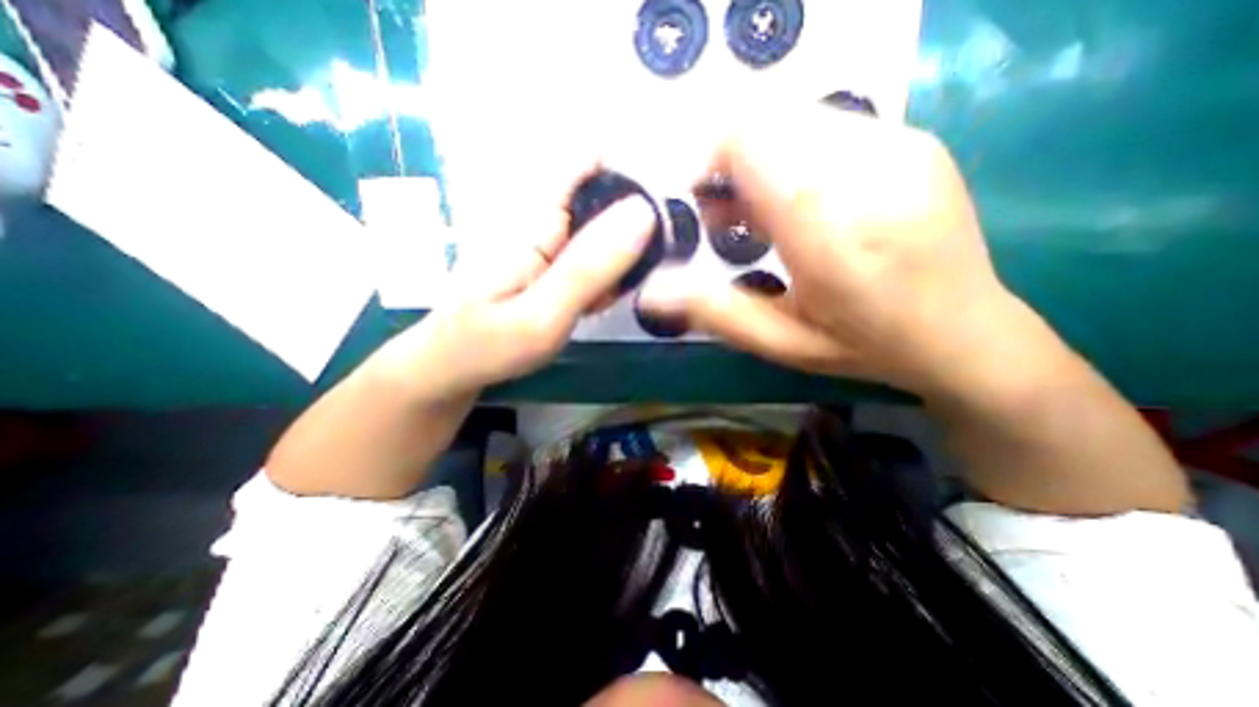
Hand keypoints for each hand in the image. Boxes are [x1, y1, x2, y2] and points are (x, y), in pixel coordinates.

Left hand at [390, 161, 654, 399]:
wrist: (451, 367)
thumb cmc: (488, 345)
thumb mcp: (544, 314)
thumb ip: (590, 266)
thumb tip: (644, 211)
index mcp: (535, 217)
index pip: (589, 161)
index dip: (631, 178)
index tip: (656, 220)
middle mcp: (541, 217)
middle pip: (603, 197)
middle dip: (631, 233)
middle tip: (625, 282)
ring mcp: (544, 239)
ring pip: (602, 230)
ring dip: (618, 261)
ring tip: (604, 301)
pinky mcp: (547, 260)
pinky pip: (591, 256)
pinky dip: (604, 277)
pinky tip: (593, 304)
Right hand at [640, 104, 1043, 396]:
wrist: (967, 333)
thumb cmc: (863, 345)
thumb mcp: (779, 342)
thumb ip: (713, 310)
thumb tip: (649, 293)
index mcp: (830, 229)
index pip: (749, 141)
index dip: (709, 160)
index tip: (700, 202)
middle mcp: (868, 170)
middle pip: (768, 119)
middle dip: (731, 160)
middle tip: (731, 215)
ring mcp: (900, 146)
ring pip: (797, 117)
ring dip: (764, 157)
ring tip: (765, 213)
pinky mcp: (915, 141)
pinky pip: (830, 125)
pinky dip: (798, 154)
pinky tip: (805, 202)